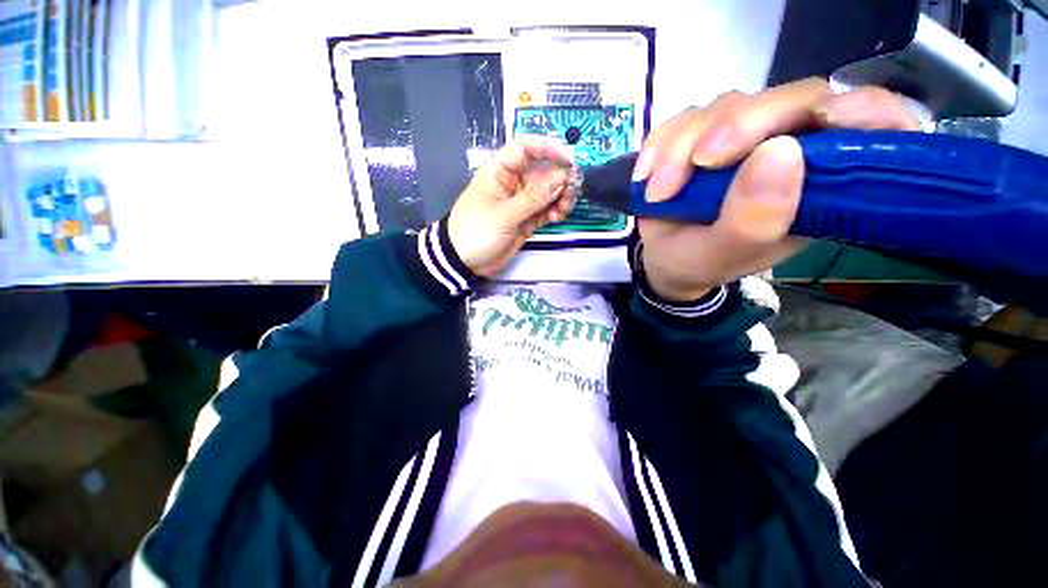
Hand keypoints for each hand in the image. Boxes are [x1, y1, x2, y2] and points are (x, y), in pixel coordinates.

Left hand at [448, 135, 575, 277]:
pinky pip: (546, 210)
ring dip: (560, 197)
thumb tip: (561, 178)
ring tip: (564, 208)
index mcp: (500, 172)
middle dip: (560, 178)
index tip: (568, 158)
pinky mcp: (527, 219)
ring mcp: (522, 202)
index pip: (525, 148)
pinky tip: (557, 217)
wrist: (465, 262)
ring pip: (548, 192)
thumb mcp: (503, 215)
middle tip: (570, 191)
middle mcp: (513, 183)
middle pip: (543, 171)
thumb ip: (532, 198)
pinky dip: (555, 211)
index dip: (547, 147)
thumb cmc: (476, 232)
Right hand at [634, 78, 921, 300]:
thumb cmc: (700, 262)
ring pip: (726, 106)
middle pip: (786, 101)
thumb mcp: (723, 256)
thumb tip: (780, 152)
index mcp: (817, 184)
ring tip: (658, 192)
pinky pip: (683, 119)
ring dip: (682, 146)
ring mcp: (742, 138)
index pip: (868, 127)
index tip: (834, 118)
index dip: (865, 111)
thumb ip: (753, 221)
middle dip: (736, 127)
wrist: (664, 259)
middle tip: (699, 164)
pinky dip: (660, 145)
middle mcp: (789, 149)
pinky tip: (646, 177)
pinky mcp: (702, 134)